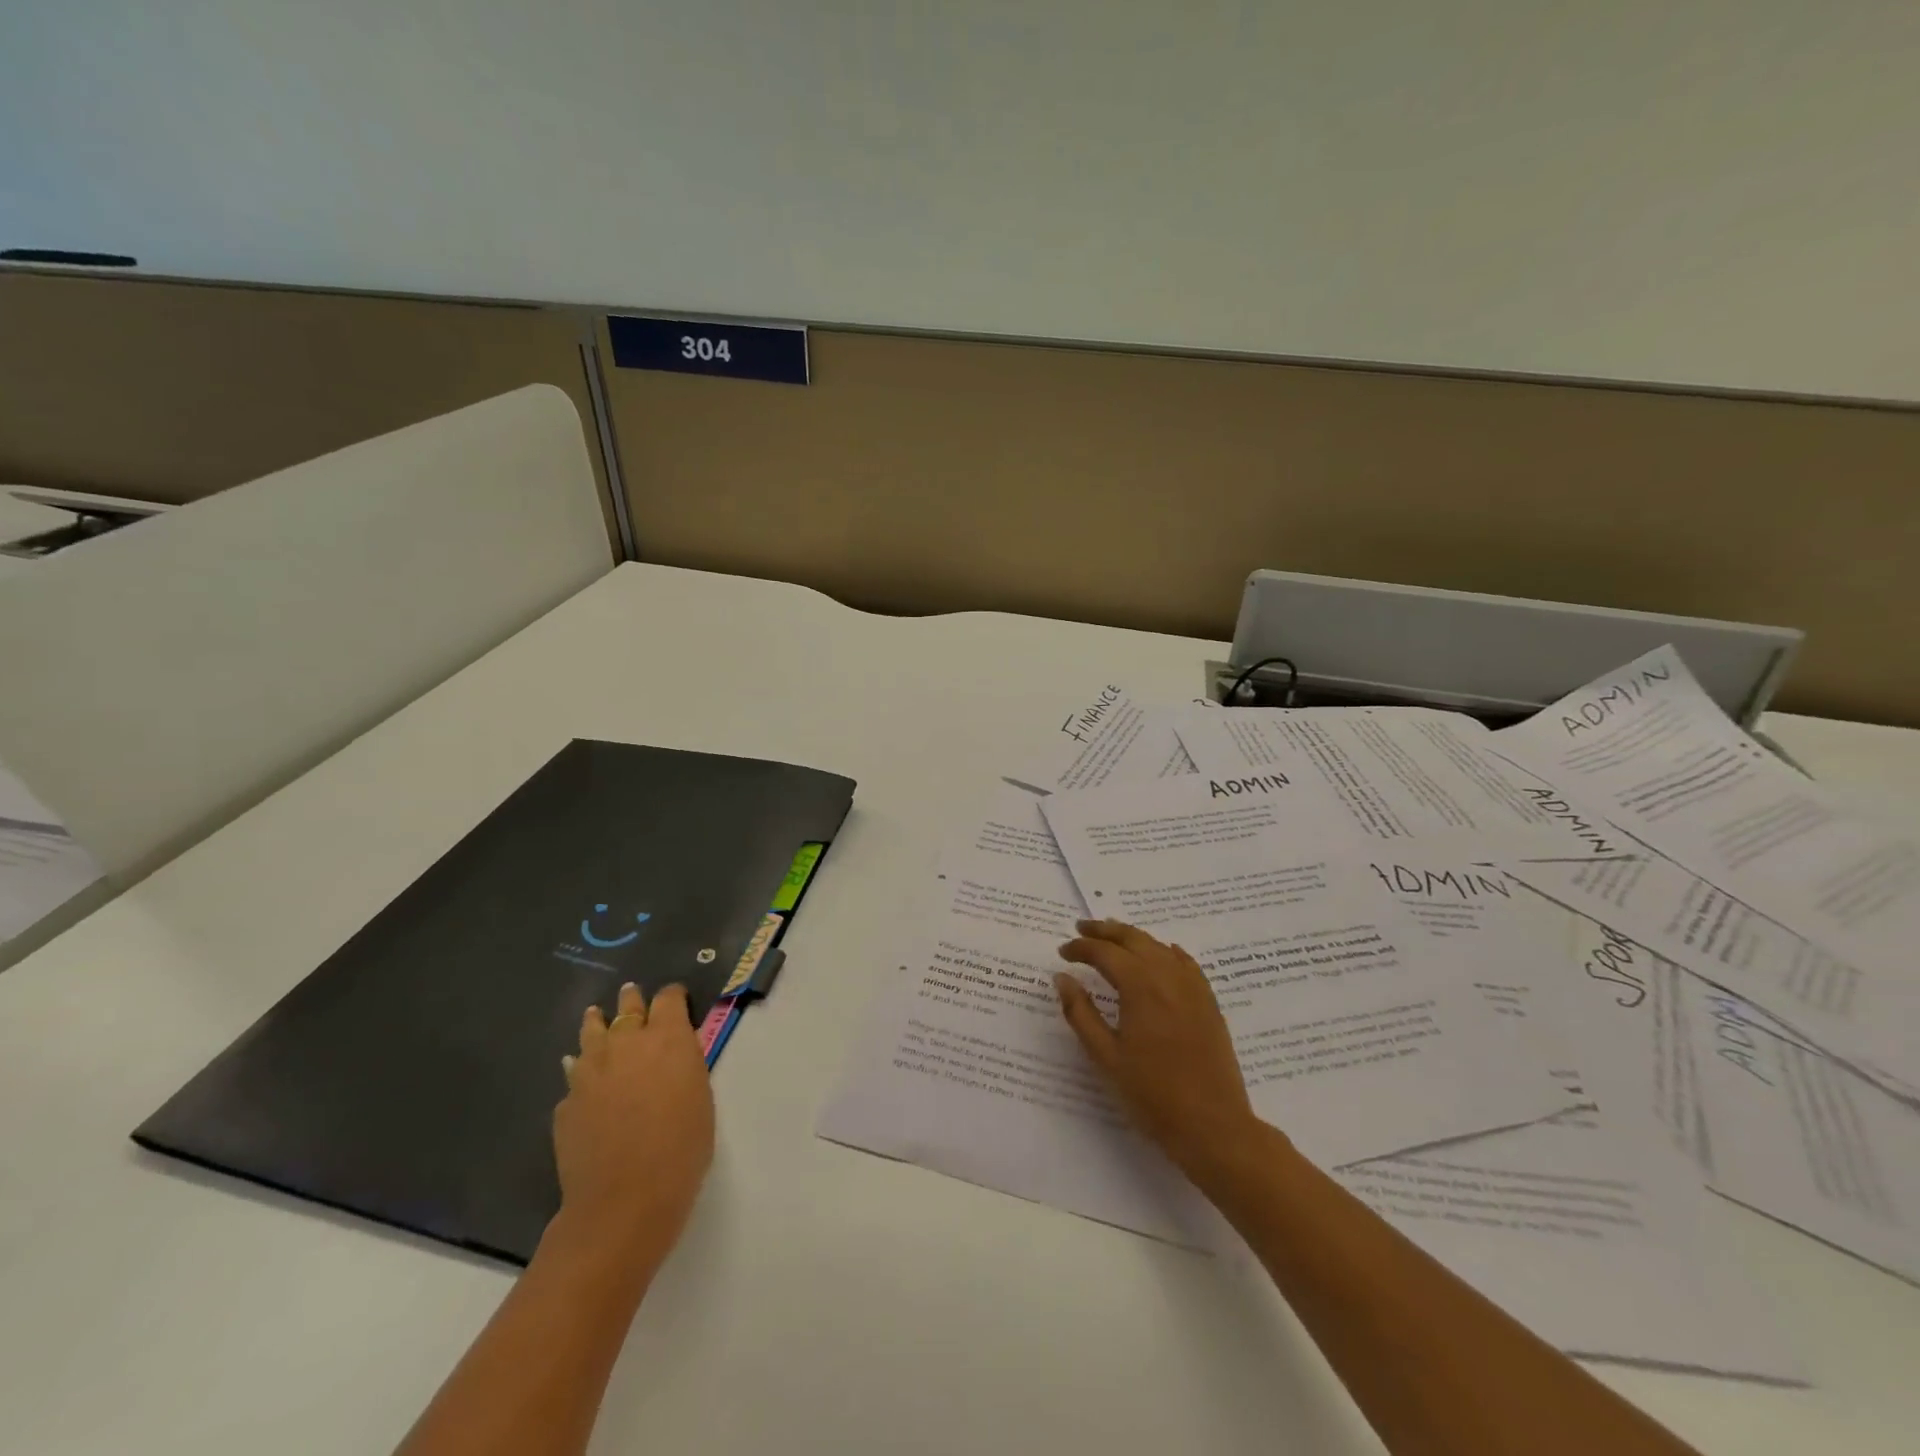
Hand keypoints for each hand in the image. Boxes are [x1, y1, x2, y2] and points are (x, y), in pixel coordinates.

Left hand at [552, 982, 714, 1270]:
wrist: (624, 1201)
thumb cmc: (682, 1148)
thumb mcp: (700, 1096)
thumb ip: (684, 1064)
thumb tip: (669, 1053)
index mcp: (667, 1038)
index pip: (669, 998)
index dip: (673, 996)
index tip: (676, 999)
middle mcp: (626, 1043)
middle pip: (627, 1008)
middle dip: (632, 1000)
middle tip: (631, 993)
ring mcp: (590, 1071)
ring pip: (591, 1032)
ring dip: (597, 1023)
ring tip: (596, 1016)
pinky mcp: (566, 1102)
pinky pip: (576, 1075)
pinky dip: (583, 1070)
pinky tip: (584, 1079)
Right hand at [1056, 919, 1264, 1178]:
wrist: (1213, 1126)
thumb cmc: (1152, 1094)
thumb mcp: (1105, 1056)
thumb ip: (1081, 1013)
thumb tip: (1062, 978)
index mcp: (1140, 986)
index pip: (1104, 952)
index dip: (1080, 948)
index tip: (1062, 953)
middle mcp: (1167, 976)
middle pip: (1133, 938)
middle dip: (1105, 930)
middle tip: (1081, 928)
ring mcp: (1192, 987)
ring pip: (1159, 946)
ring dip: (1133, 937)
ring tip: (1113, 937)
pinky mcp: (1208, 1002)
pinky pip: (1185, 963)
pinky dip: (1166, 951)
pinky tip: (1161, 953)